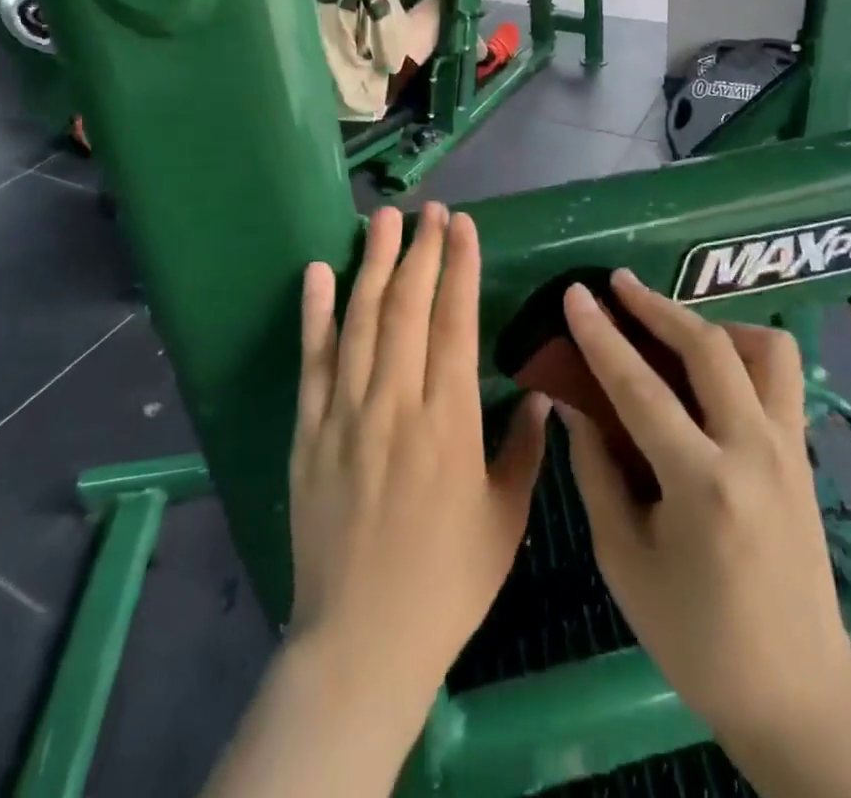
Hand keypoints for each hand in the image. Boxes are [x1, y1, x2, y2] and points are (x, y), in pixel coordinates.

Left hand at [290, 204, 547, 720]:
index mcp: (449, 422)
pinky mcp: (309, 431)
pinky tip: (318, 273)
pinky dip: (314, 313)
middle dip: (419, 250)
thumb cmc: (447, 581)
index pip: (454, 321)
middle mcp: (395, 403)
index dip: (458, 266)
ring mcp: (345, 414)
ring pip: (360, 320)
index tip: (462, 225)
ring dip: (371, 263)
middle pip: (406, 307)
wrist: (361, 640)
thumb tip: (541, 394)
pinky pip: (312, 361)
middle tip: (428, 210)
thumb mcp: (505, 518)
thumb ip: (524, 449)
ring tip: (382, 219)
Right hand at [560, 271, 848, 747]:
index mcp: (702, 485)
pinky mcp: (804, 452)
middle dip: (656, 305)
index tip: (576, 293)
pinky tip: (713, 369)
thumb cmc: (697, 638)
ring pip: (763, 347)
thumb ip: (597, 472)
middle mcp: (753, 451)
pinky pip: (781, 375)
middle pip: (707, 347)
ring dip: (713, 322)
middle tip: (617, 283)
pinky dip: (745, 351)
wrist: (797, 691)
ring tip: (674, 327)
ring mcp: (789, 447)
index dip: (601, 335)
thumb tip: (575, 405)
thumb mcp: (625, 562)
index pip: (640, 387)